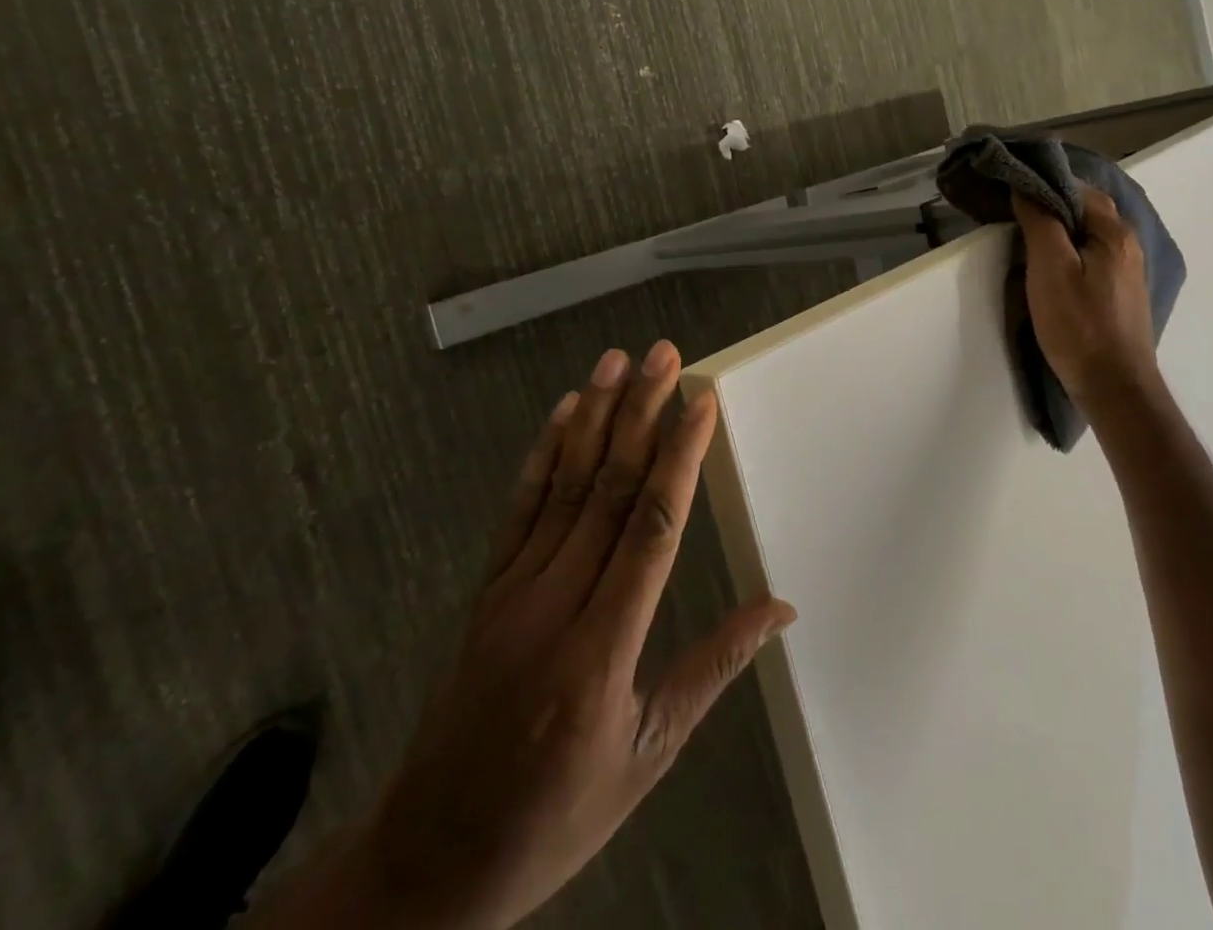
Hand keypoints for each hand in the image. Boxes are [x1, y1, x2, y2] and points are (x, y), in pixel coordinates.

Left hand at [278, 343, 794, 929]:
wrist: (434, 856)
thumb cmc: (557, 812)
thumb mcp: (648, 752)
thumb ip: (712, 667)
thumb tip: (779, 609)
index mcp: (602, 650)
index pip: (652, 529)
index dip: (679, 457)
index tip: (700, 402)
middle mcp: (555, 604)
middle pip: (609, 490)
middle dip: (641, 414)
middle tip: (664, 355)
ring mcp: (513, 590)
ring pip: (565, 485)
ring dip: (595, 416)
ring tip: (618, 360)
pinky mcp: (488, 588)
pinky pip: (520, 507)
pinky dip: (545, 454)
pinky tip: (565, 412)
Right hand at [1012, 188, 1160, 408]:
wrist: (1114, 387)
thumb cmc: (1079, 325)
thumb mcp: (1050, 269)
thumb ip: (1040, 223)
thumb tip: (1026, 187)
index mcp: (1115, 232)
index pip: (1077, 189)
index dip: (1043, 185)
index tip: (1010, 191)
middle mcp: (1128, 244)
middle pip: (1086, 210)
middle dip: (1051, 206)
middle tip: (1013, 214)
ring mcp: (1126, 270)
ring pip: (1088, 234)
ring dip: (1059, 230)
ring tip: (1024, 238)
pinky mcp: (1119, 293)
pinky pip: (1091, 256)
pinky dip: (1068, 251)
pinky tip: (1049, 266)